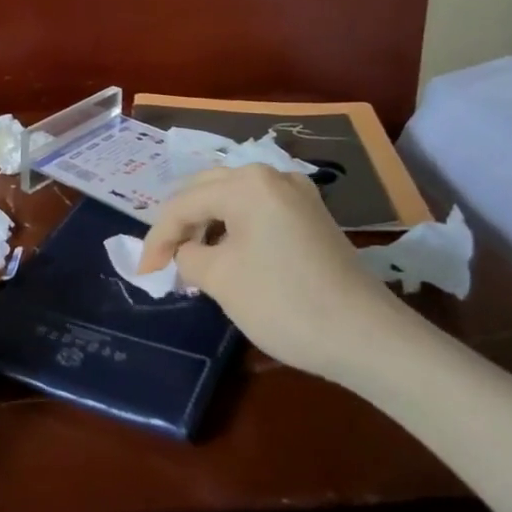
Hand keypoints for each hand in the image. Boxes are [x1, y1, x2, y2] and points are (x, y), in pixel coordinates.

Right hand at [138, 165, 412, 377]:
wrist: (367, 337)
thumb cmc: (283, 302)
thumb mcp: (219, 279)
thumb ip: (188, 256)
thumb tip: (187, 252)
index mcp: (245, 182)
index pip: (183, 204)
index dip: (157, 239)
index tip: (144, 273)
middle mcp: (271, 175)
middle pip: (207, 190)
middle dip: (180, 225)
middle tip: (164, 261)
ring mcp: (297, 194)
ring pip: (233, 199)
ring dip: (207, 225)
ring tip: (192, 260)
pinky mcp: (312, 216)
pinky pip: (258, 211)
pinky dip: (234, 228)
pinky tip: (227, 255)